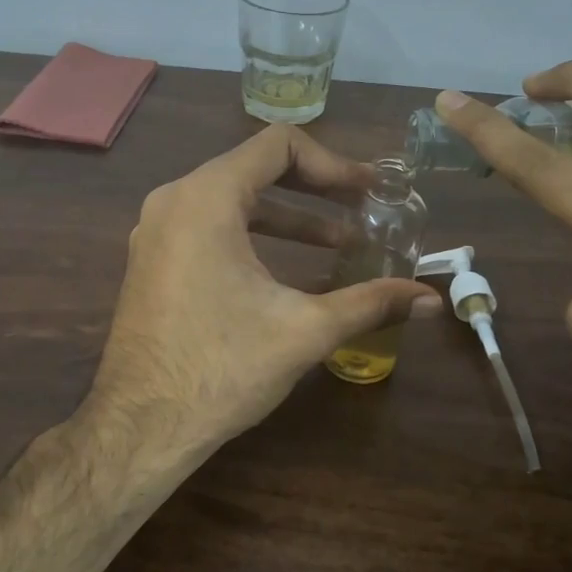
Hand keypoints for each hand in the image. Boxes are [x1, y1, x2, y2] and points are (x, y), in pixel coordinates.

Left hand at [87, 125, 442, 453]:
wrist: (141, 426)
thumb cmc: (222, 368)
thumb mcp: (304, 330)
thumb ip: (370, 303)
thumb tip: (431, 300)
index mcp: (206, 198)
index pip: (278, 145)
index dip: (332, 163)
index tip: (368, 193)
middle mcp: (175, 200)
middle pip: (255, 167)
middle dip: (316, 188)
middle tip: (363, 209)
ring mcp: (157, 230)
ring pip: (232, 200)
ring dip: (288, 216)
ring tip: (340, 243)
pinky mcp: (153, 259)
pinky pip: (209, 225)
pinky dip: (254, 234)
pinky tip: (290, 268)